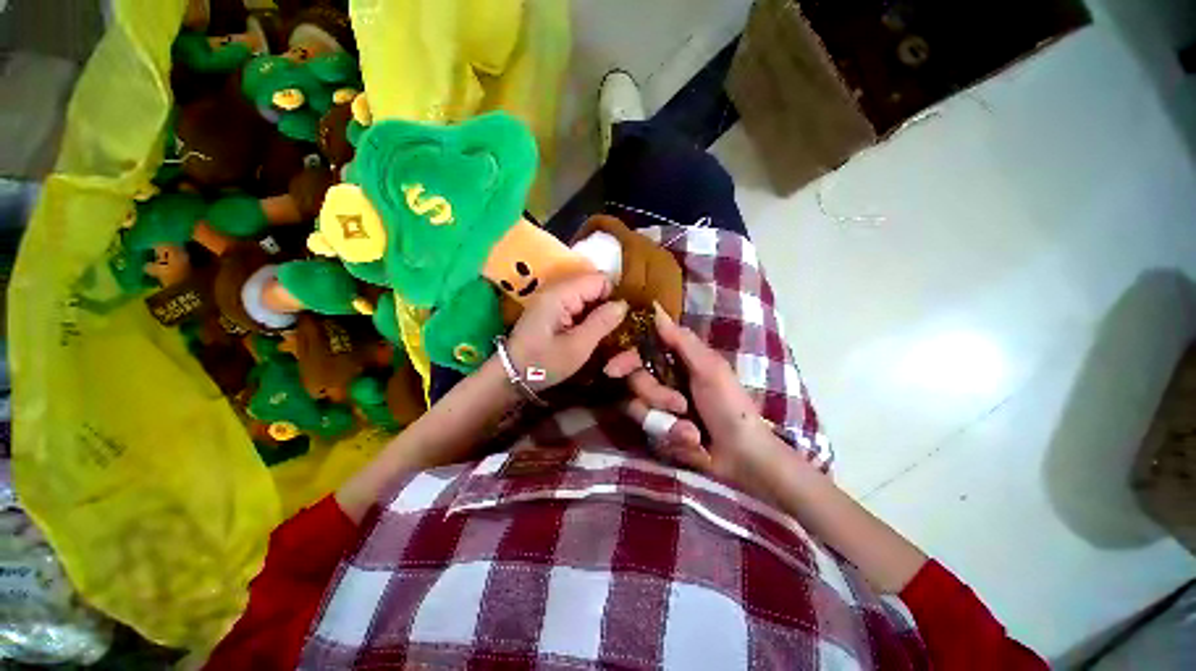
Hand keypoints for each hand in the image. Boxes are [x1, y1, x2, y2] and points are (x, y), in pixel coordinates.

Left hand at [505, 273, 628, 390]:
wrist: (511, 374)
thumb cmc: (543, 363)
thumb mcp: (578, 347)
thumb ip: (602, 323)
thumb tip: (623, 304)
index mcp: (561, 294)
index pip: (600, 279)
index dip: (613, 297)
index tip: (619, 321)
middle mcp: (556, 288)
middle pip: (593, 286)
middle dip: (606, 305)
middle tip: (612, 331)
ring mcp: (552, 297)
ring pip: (587, 295)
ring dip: (597, 312)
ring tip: (601, 334)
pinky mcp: (551, 308)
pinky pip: (577, 304)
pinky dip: (586, 316)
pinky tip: (587, 333)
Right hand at [605, 303, 785, 498]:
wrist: (743, 456)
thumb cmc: (731, 406)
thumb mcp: (710, 369)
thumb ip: (681, 341)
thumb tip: (656, 309)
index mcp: (675, 362)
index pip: (638, 353)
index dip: (624, 360)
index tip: (613, 370)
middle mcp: (662, 382)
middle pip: (634, 382)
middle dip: (655, 395)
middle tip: (680, 405)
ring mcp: (660, 409)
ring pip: (637, 409)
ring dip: (665, 421)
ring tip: (692, 432)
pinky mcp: (660, 432)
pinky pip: (649, 433)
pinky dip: (672, 439)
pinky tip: (692, 444)